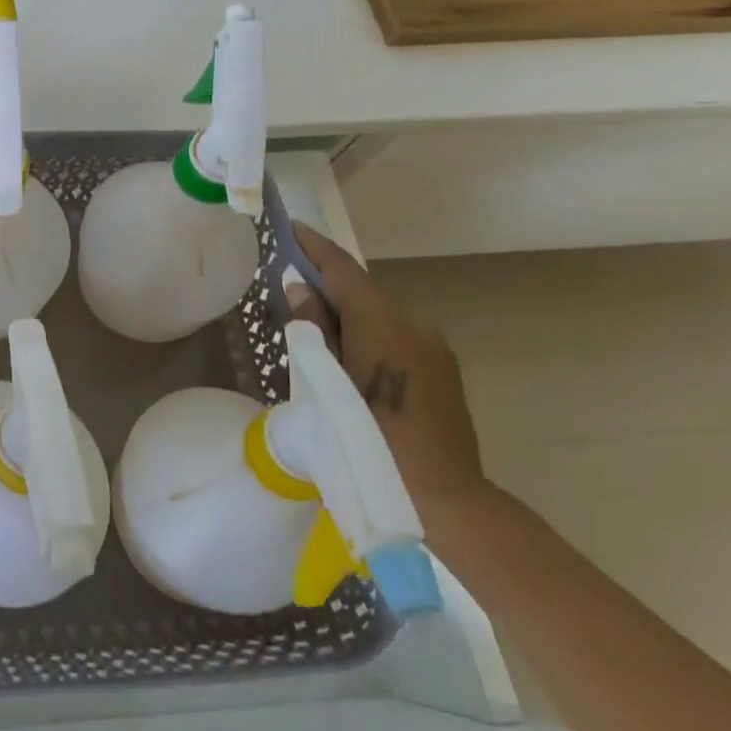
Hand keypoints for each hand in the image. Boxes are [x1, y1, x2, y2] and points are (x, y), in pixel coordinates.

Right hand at [286, 223, 487, 529]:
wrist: (442, 501)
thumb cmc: (367, 440)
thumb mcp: (323, 382)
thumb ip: (312, 329)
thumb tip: (301, 289)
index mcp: (383, 323)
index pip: (343, 269)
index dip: (315, 247)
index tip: (291, 228)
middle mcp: (414, 326)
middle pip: (362, 293)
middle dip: (326, 287)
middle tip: (288, 291)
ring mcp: (434, 351)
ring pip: (379, 318)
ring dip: (347, 316)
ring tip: (313, 334)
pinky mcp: (442, 375)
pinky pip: (395, 340)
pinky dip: (367, 337)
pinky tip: (347, 361)